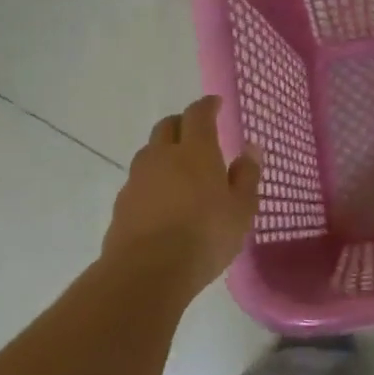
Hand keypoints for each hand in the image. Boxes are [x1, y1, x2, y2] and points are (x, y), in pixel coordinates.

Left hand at [102, 95, 260, 297]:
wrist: (147, 271)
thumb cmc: (205, 235)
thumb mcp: (241, 209)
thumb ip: (246, 176)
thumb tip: (250, 148)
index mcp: (196, 151)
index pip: (198, 114)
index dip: (207, 105)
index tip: (216, 103)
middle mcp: (162, 156)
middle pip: (168, 126)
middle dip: (183, 123)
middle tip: (197, 132)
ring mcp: (138, 179)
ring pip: (150, 152)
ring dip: (165, 151)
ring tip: (180, 167)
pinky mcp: (122, 203)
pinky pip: (140, 180)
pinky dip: (154, 179)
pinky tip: (164, 199)